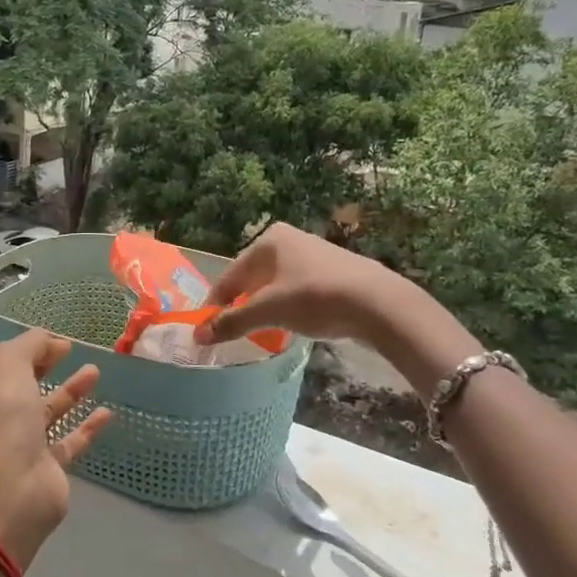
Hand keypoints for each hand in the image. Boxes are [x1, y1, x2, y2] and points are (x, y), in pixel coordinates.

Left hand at [0, 329, 110, 572]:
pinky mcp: (47, 468)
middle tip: (72, 351)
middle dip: (46, 367)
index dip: (24, 350)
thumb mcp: (7, 361)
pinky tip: (107, 412)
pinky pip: (69, 441)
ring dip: (70, 391)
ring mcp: (20, 444)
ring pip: (48, 412)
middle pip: (24, 386)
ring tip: (95, 371)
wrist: (7, 484)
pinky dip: (87, 426)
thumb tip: (52, 340)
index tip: (54, 341)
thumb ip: (29, 344)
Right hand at [197, 223, 479, 392]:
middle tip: (231, 329)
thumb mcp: (267, 311)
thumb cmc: (314, 298)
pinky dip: (288, 306)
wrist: (379, 304)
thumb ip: (231, 322)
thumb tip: (198, 336)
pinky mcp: (335, 272)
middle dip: (241, 303)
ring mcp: (314, 254)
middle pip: (253, 277)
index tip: (207, 326)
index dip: (216, 302)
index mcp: (269, 240)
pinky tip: (292, 324)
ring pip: (276, 284)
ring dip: (264, 306)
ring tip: (260, 330)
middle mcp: (290, 240)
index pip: (230, 274)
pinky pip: (298, 289)